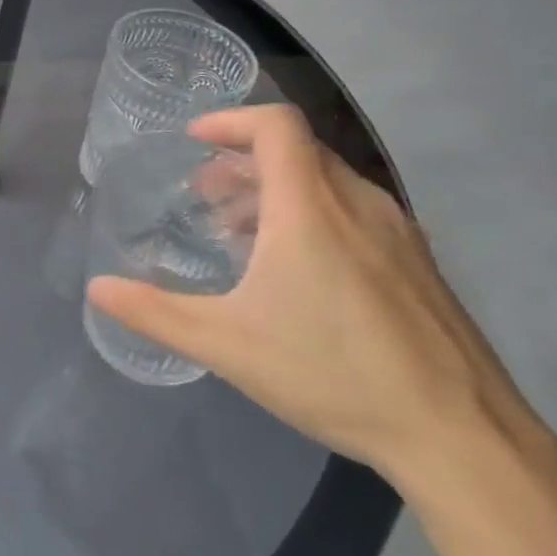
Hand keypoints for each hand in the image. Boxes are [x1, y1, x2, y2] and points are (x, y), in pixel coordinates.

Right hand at [86, 105, 546, 491]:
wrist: (459, 434)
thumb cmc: (332, 374)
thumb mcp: (225, 345)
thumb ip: (153, 312)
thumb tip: (97, 289)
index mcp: (310, 210)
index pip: (276, 126)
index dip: (231, 120)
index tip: (194, 141)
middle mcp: (359, 205)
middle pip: (298, 151)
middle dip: (243, 161)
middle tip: (205, 196)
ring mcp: (398, 233)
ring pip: (328, 182)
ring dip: (276, 190)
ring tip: (241, 233)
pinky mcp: (418, 264)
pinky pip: (355, 211)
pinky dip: (312, 214)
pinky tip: (296, 270)